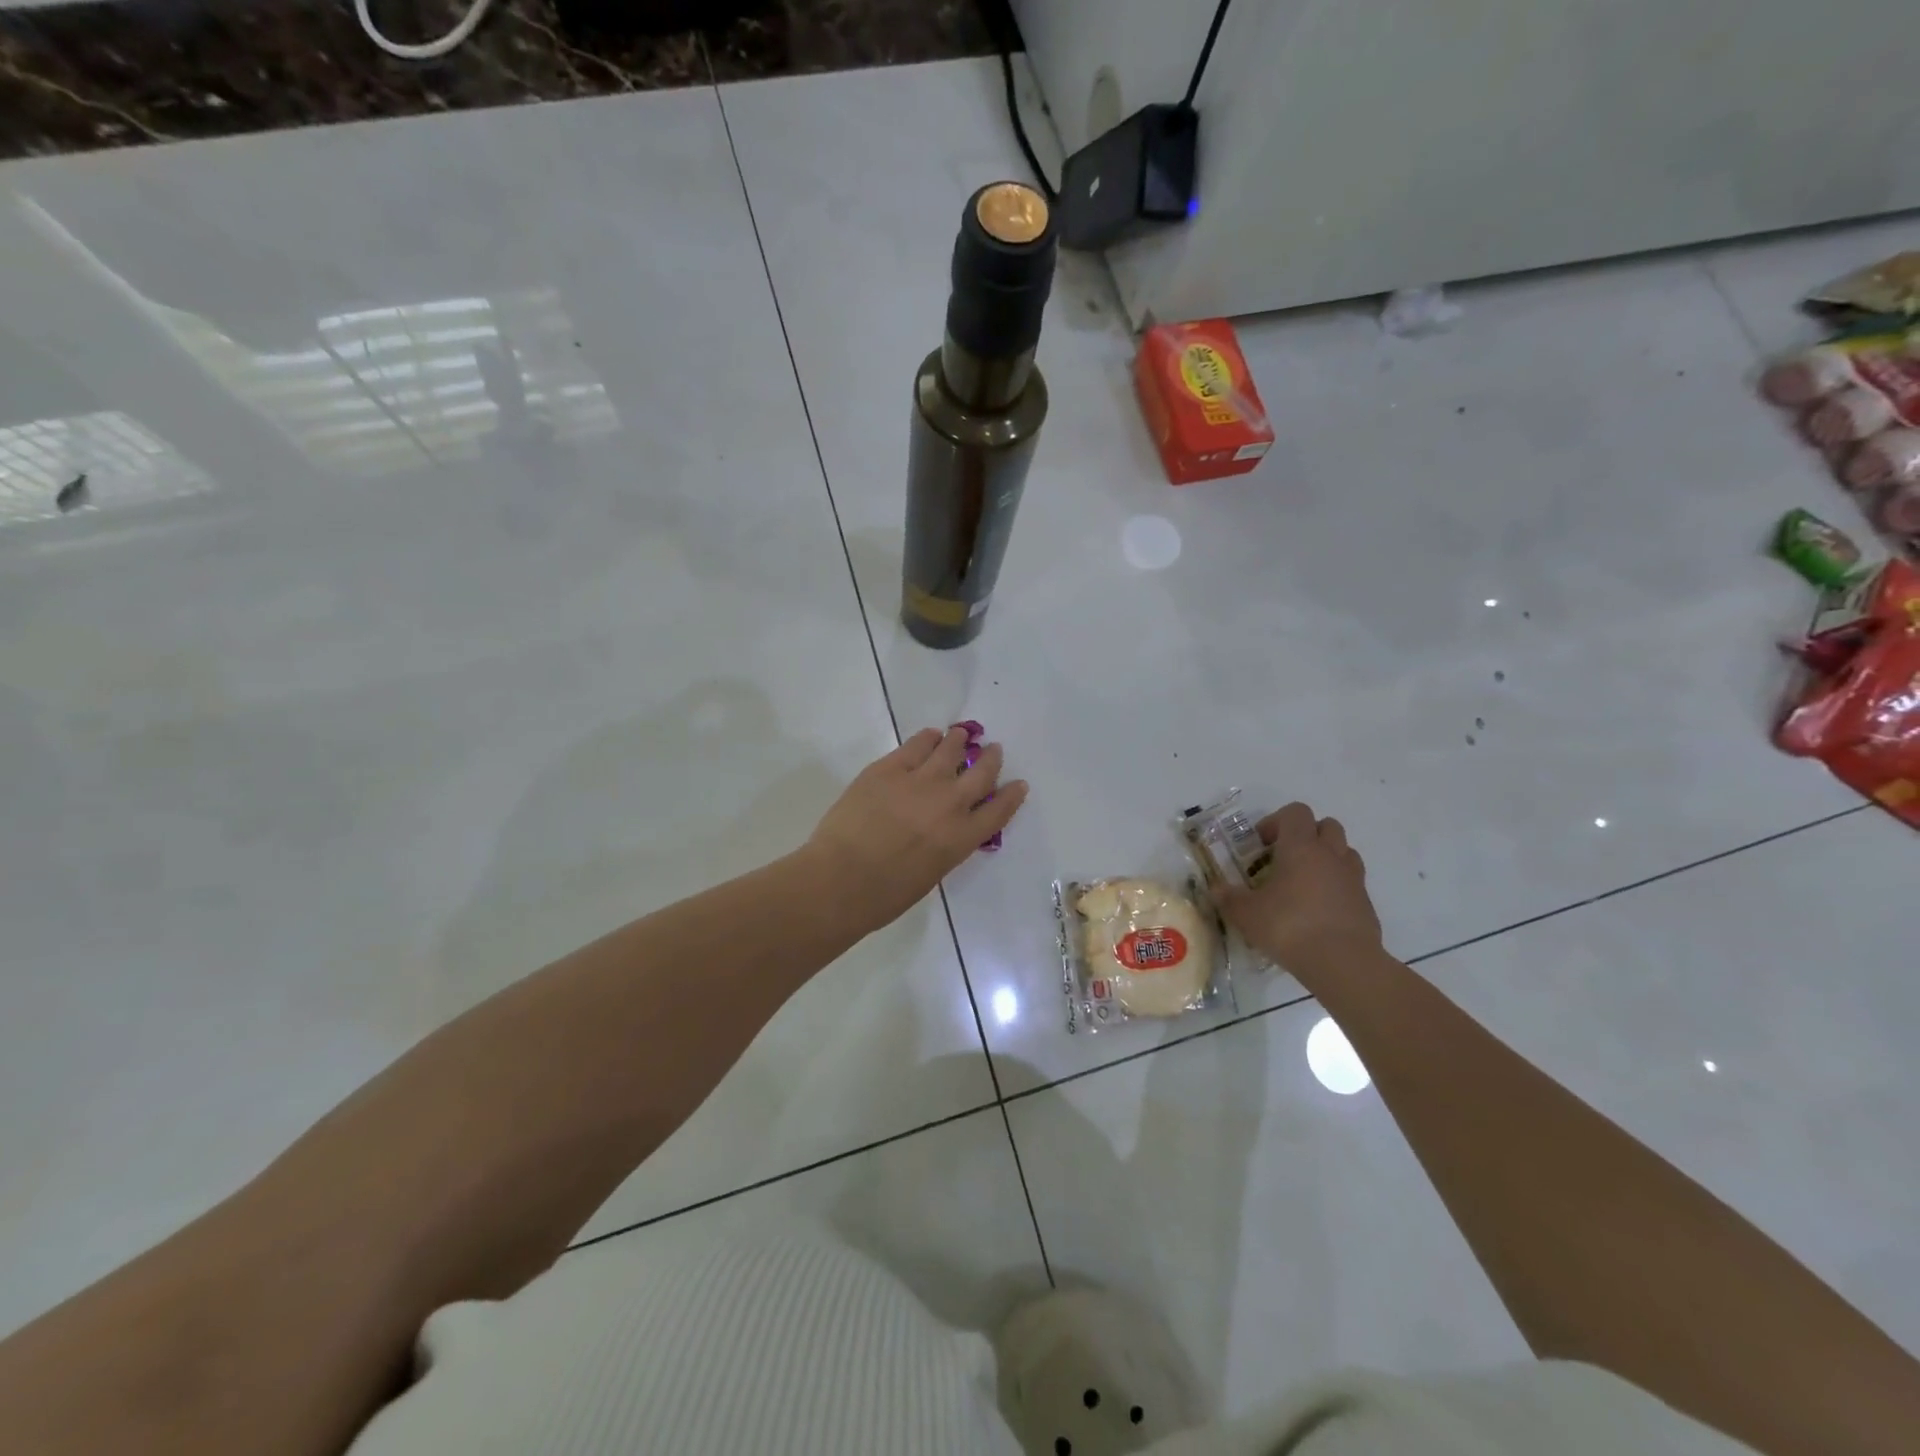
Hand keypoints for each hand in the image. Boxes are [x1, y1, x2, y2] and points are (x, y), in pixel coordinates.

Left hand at [806, 727, 1027, 929]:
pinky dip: (927, 739)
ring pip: (949, 750)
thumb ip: (945, 846)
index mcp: (962, 838)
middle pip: (980, 773)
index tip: (1019, 784)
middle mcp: (949, 803)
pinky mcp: (889, 768)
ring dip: (959, 741)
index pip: (999, 811)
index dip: (1011, 795)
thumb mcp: (931, 874)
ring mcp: (920, 781)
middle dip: (991, 759)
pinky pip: (915, 745)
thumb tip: (944, 830)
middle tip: (994, 750)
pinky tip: (929, 736)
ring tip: (960, 735)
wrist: (842, 878)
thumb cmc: (885, 895)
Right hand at [1213, 803, 1383, 977]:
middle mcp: (1330, 855)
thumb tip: (1215, 889)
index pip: (1296, 812)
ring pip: (1343, 851)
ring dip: (1325, 857)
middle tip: (1284, 858)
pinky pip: (1351, 881)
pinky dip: (1337, 886)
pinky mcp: (1366, 903)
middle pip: (1326, 825)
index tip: (1261, 845)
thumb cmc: (1289, 927)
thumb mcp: (1246, 914)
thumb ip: (1229, 898)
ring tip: (1304, 882)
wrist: (1343, 963)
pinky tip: (1319, 910)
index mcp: (1301, 847)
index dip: (1276, 821)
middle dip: (1305, 835)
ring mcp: (1353, 878)